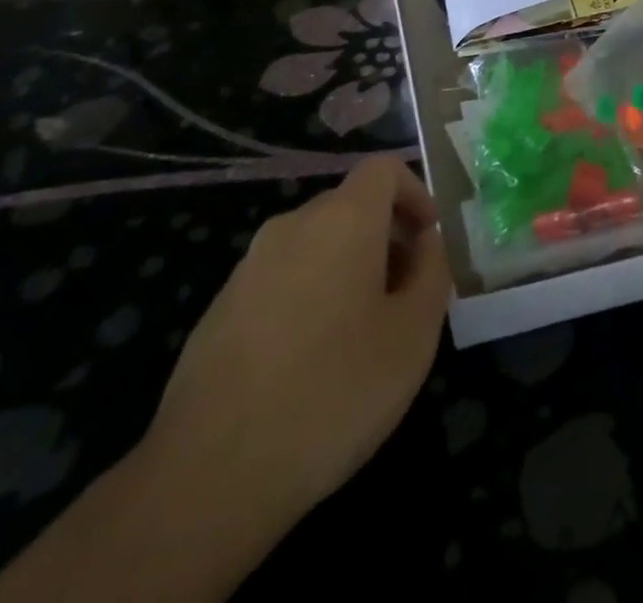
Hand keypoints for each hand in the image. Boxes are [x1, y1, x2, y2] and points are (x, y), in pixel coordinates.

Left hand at [137, 155, 449, 555]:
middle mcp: (293, 225)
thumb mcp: (413, 336)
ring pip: (317, 243)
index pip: (384, 168)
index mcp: (343, 219)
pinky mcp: (221, 306)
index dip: (415, 193)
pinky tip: (311, 362)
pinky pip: (283, 277)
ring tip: (362, 335)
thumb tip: (427, 243)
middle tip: (406, 295)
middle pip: (351, 204)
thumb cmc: (332, 394)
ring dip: (349, 267)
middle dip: (386, 236)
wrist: (209, 474)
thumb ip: (433, 273)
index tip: (429, 243)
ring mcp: (250, 264)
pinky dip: (310, 294)